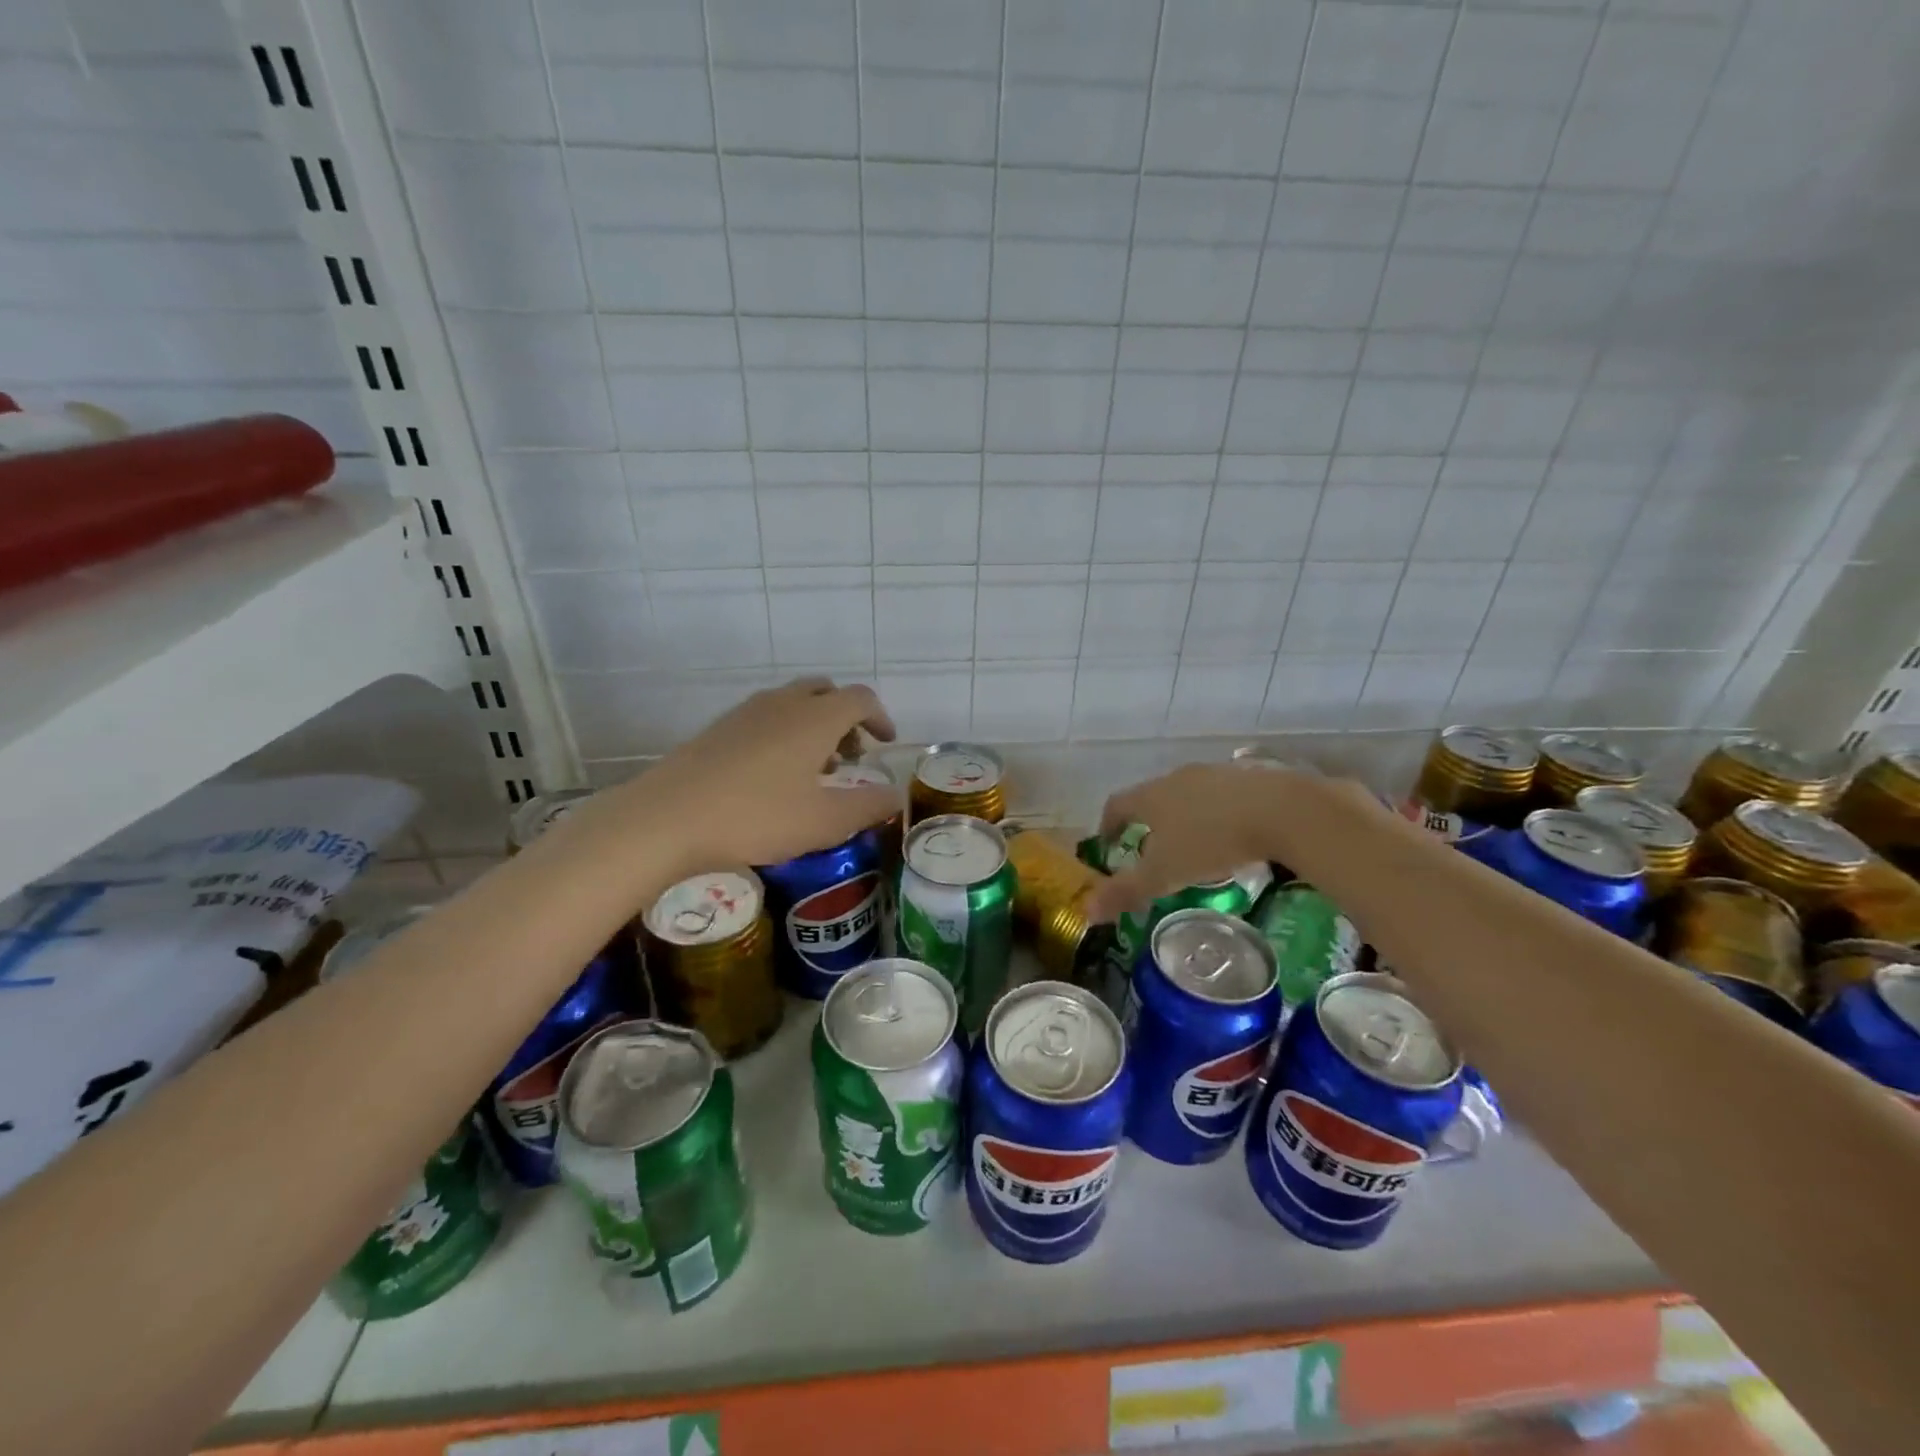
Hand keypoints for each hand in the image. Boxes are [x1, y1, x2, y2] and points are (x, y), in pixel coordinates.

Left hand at [598, 678, 897, 873]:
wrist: (666, 817)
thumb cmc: (756, 817)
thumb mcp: (824, 822)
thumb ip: (868, 807)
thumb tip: (896, 796)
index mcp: (815, 718)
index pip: (860, 699)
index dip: (880, 718)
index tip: (886, 744)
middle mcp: (783, 703)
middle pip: (825, 692)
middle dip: (846, 718)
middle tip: (851, 756)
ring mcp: (746, 712)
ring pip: (793, 702)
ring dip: (814, 725)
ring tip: (814, 770)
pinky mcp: (719, 728)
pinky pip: (766, 716)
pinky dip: (785, 733)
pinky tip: (773, 775)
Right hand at [1082, 763, 1373, 922]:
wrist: (1281, 810)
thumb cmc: (1211, 841)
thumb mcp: (1164, 875)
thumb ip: (1126, 891)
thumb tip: (1086, 910)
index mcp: (1151, 796)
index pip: (1116, 805)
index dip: (1108, 825)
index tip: (1108, 844)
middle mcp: (1177, 777)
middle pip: (1152, 796)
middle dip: (1148, 822)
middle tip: (1153, 851)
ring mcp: (1215, 773)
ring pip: (1189, 794)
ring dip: (1185, 816)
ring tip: (1195, 846)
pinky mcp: (1250, 776)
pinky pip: (1223, 795)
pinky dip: (1219, 813)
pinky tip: (1234, 836)